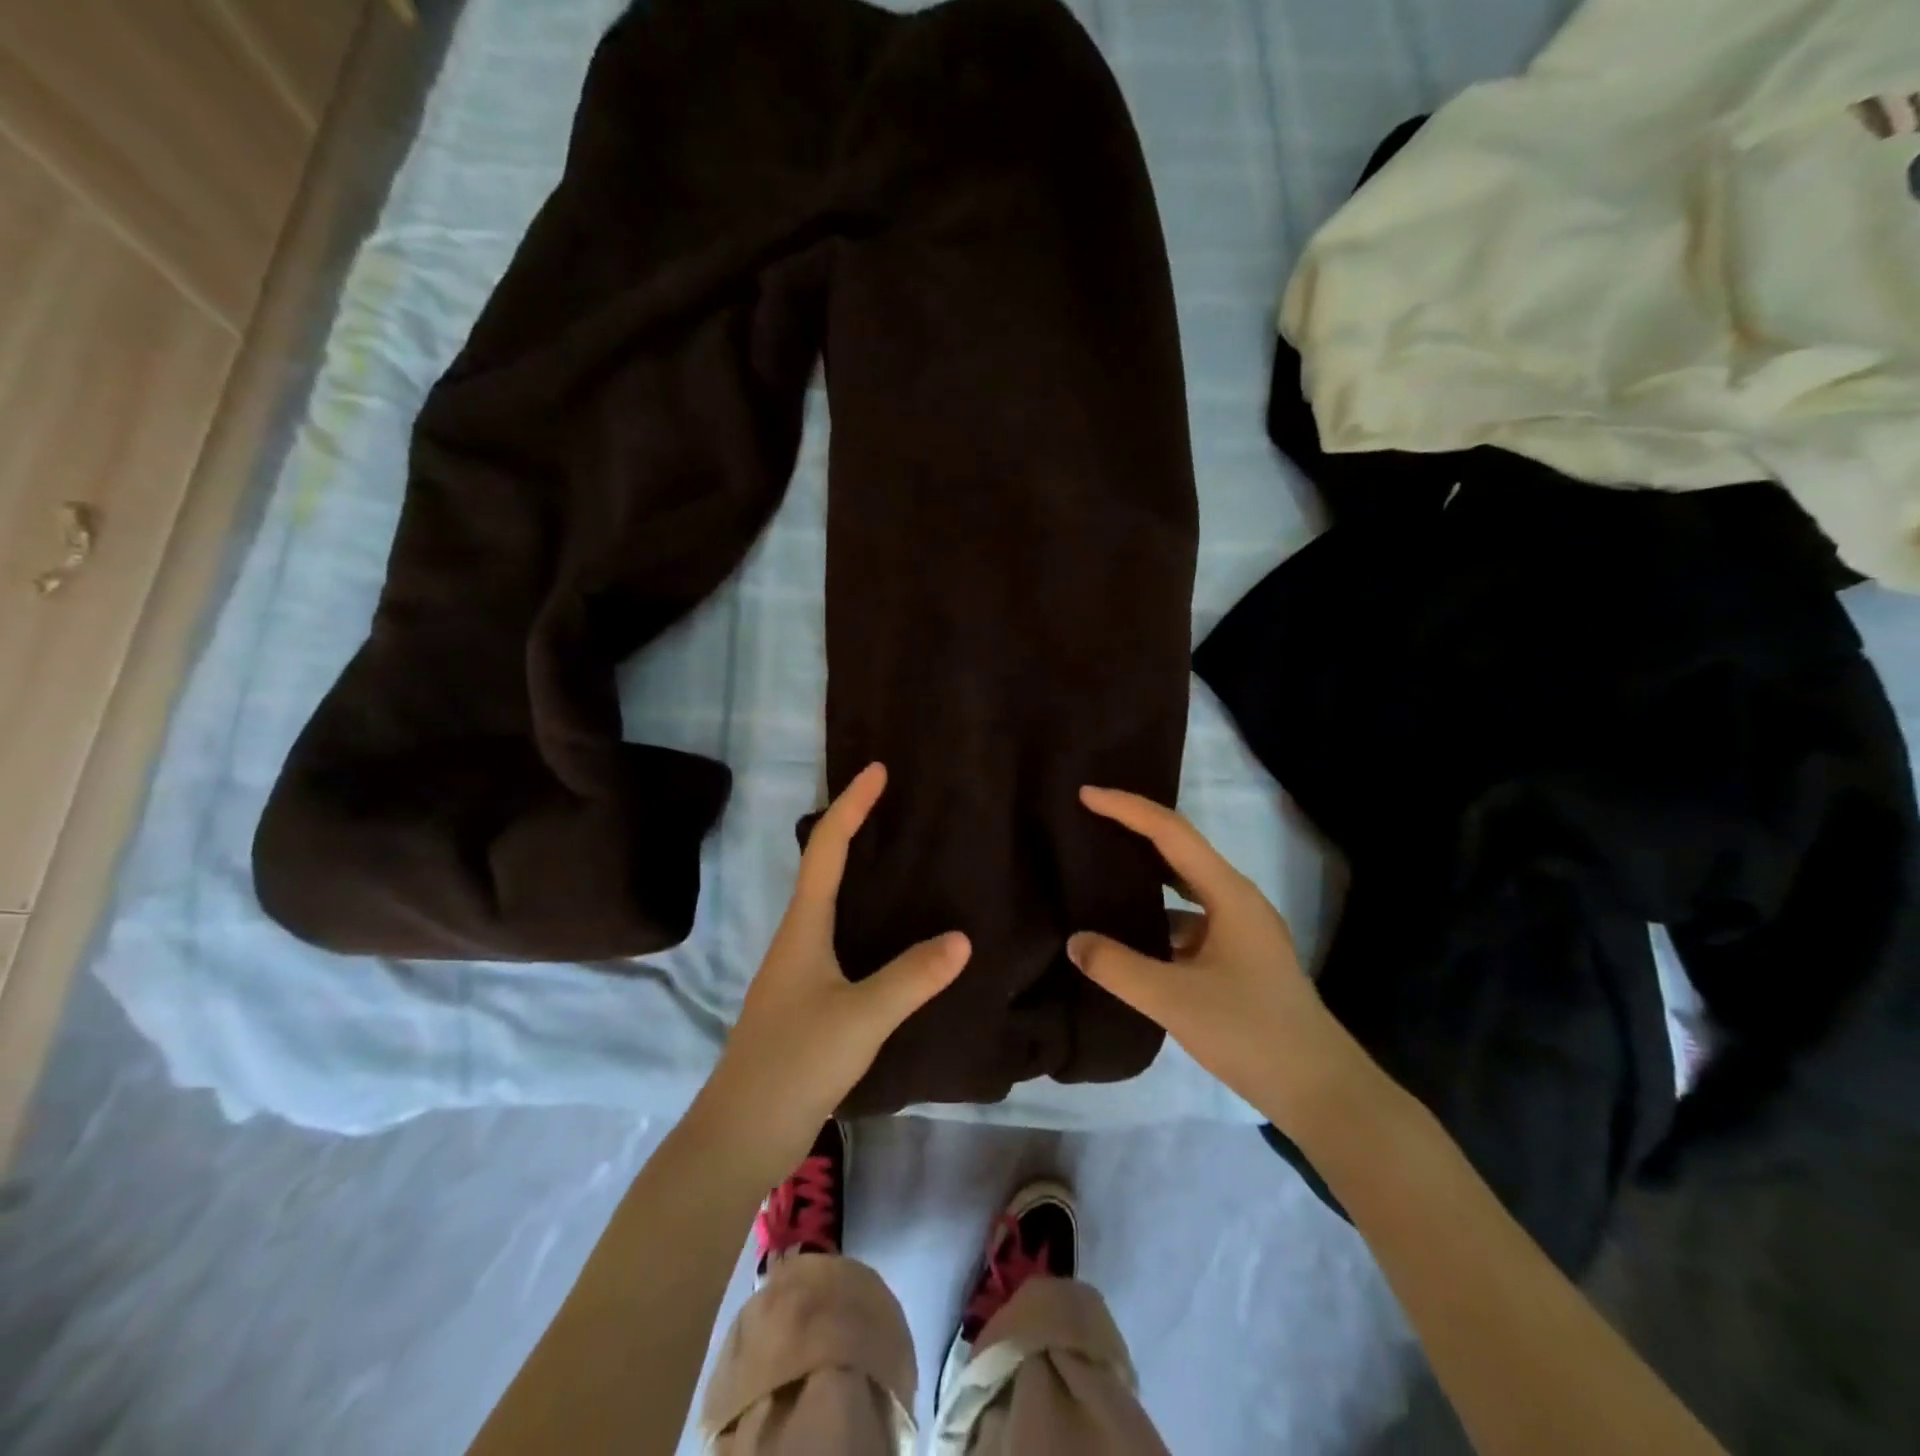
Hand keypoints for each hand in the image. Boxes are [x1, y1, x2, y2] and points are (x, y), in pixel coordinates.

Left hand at [701, 764, 969, 1179]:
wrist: (741, 1133)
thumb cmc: (795, 1063)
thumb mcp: (862, 1018)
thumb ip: (912, 977)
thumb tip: (962, 937)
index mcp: (802, 927)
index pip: (827, 848)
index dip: (852, 805)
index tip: (878, 771)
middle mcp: (796, 938)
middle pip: (822, 866)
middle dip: (853, 828)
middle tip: (893, 806)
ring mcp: (797, 970)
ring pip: (828, 902)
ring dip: (855, 870)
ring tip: (898, 857)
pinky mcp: (805, 999)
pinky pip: (837, 937)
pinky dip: (862, 915)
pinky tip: (888, 933)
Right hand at [1067, 787, 1359, 1129]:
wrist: (1321, 1092)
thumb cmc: (1251, 1033)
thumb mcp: (1174, 1000)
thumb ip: (1118, 967)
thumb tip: (1075, 941)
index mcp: (1229, 894)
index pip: (1171, 833)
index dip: (1127, 809)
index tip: (1086, 795)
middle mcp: (1237, 901)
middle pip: (1179, 851)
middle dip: (1135, 832)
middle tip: (1089, 822)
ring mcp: (1241, 930)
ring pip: (1184, 888)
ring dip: (1146, 876)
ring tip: (1100, 872)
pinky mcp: (1238, 958)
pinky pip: (1189, 920)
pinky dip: (1157, 916)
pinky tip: (1129, 935)